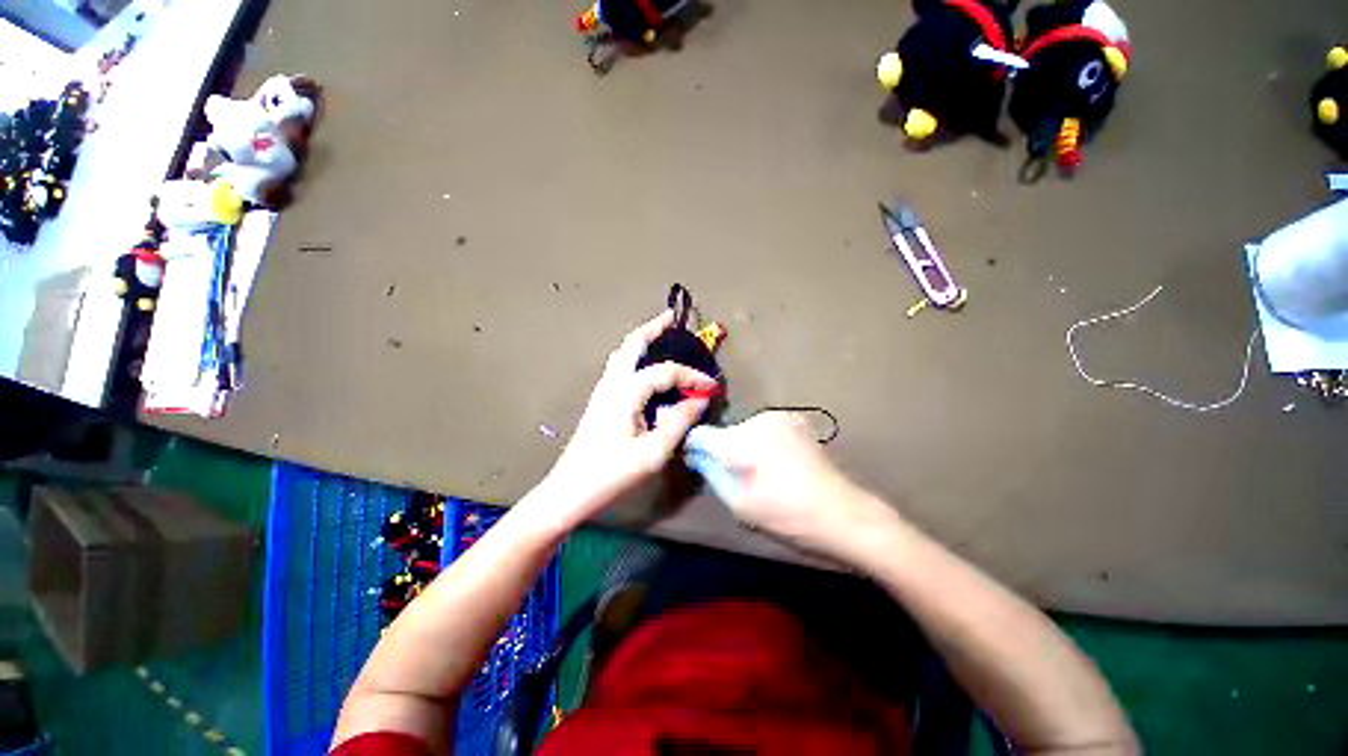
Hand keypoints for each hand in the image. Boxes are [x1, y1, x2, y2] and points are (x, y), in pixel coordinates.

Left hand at [538, 310, 717, 527]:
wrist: (569, 490)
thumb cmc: (612, 473)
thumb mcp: (653, 451)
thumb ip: (679, 421)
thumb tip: (699, 400)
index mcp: (626, 391)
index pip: (666, 372)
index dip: (693, 376)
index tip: (713, 387)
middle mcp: (612, 382)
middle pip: (633, 343)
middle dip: (654, 327)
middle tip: (672, 318)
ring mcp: (603, 390)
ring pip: (623, 353)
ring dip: (643, 340)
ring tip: (661, 335)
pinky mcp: (601, 400)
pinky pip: (620, 367)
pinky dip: (636, 357)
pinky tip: (646, 367)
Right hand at [688, 412, 893, 556]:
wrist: (841, 512)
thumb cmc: (787, 516)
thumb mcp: (739, 503)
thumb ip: (712, 474)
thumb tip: (696, 456)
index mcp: (742, 442)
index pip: (702, 435)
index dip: (696, 449)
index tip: (698, 463)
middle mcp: (758, 420)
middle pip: (725, 432)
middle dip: (724, 450)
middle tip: (738, 476)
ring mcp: (778, 416)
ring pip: (744, 429)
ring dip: (743, 445)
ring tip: (760, 471)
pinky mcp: (794, 419)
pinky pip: (763, 428)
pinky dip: (761, 441)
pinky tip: (777, 461)